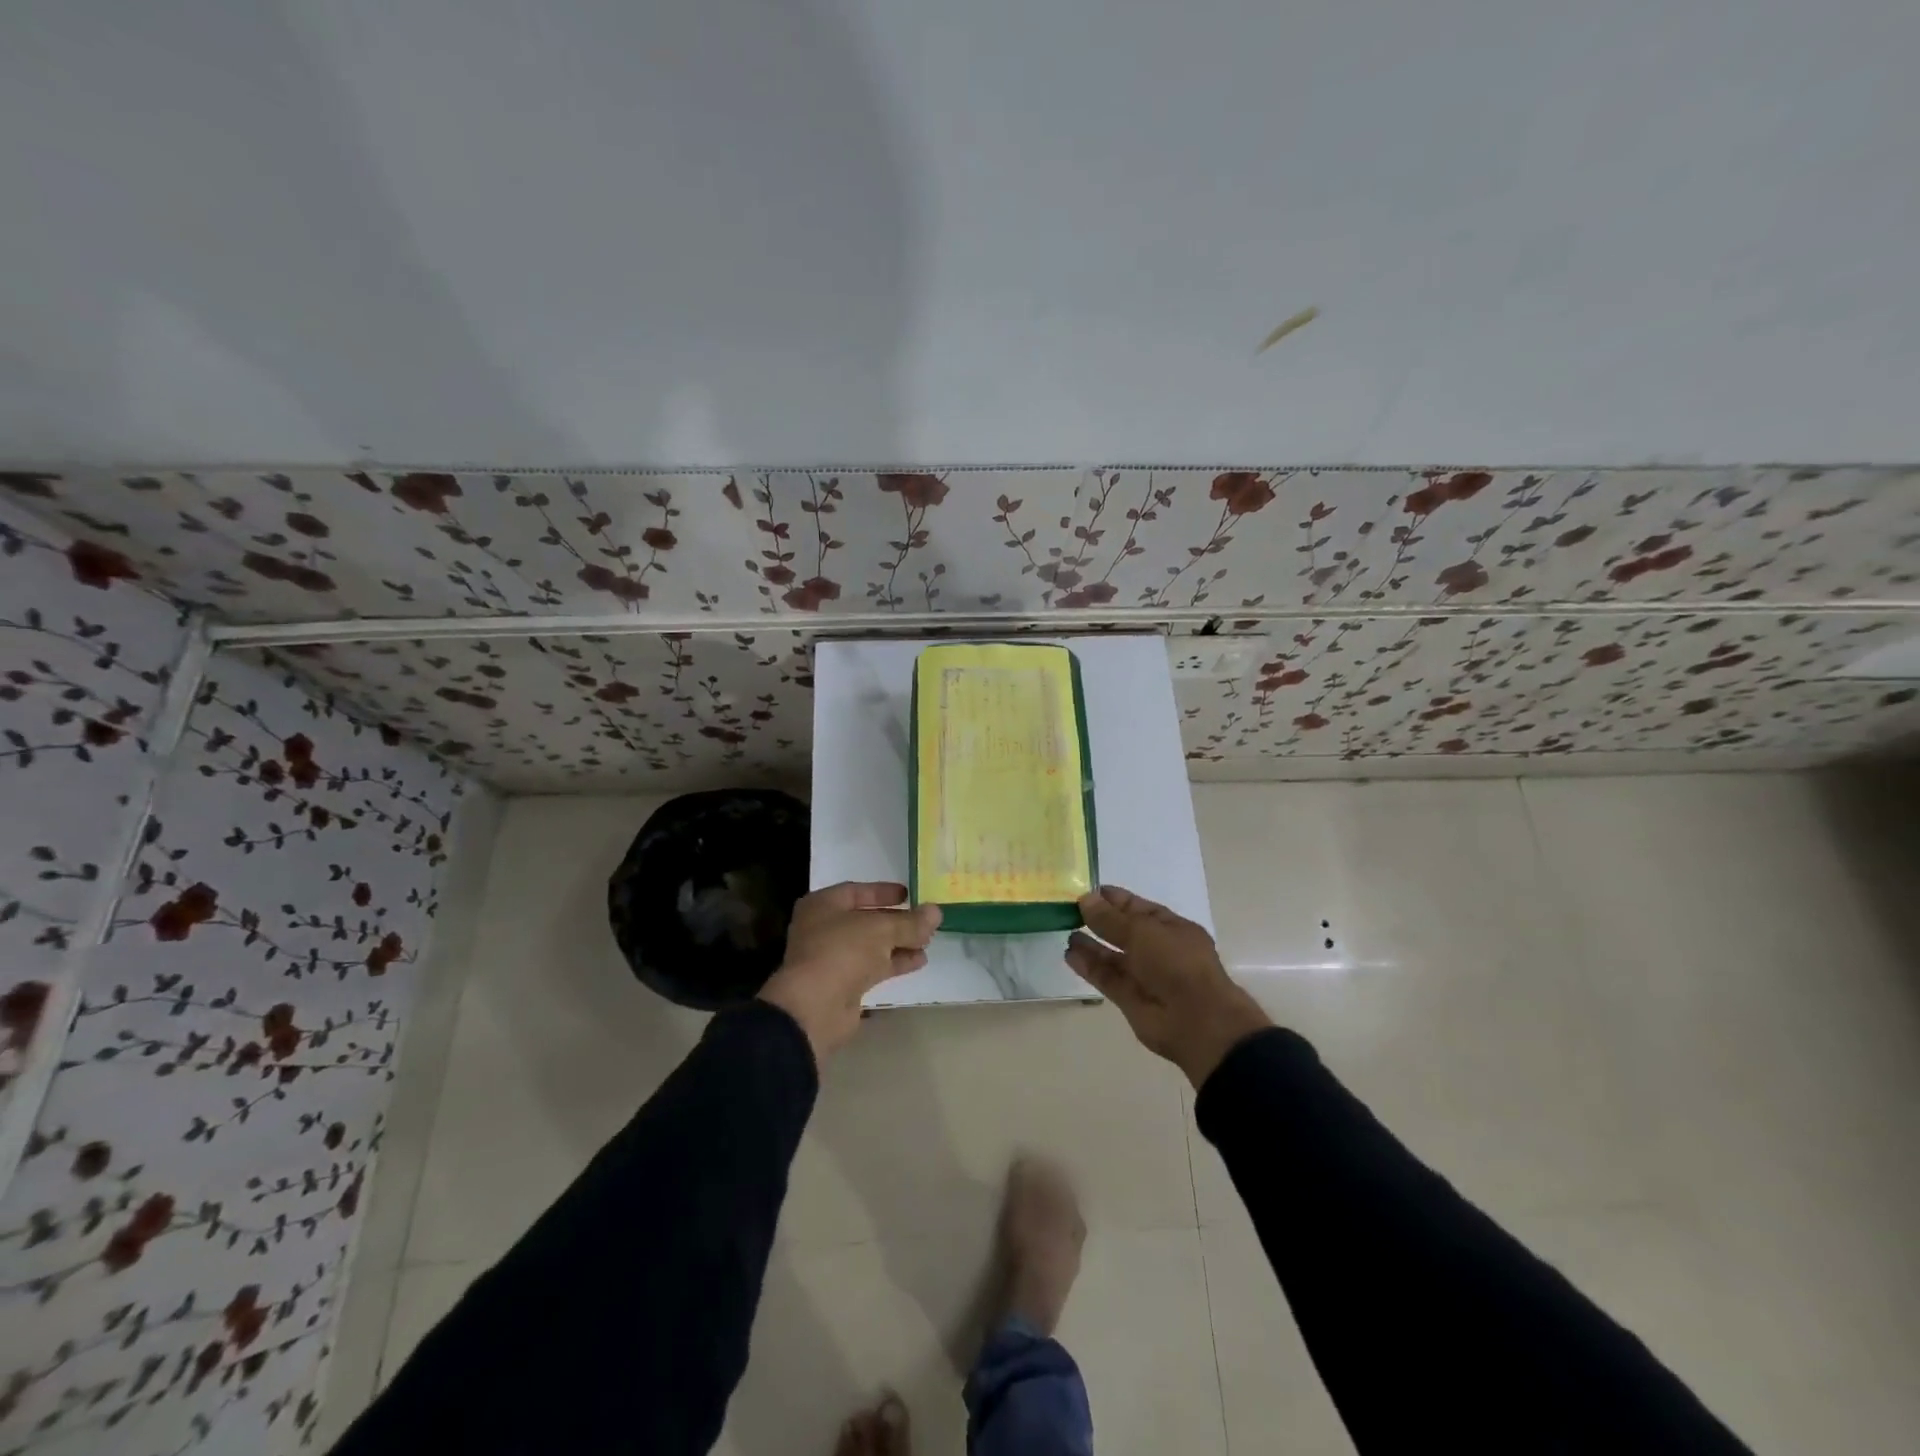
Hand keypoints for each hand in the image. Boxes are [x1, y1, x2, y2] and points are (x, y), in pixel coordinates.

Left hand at [759, 882, 940, 1064]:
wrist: (815, 1007)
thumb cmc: (842, 951)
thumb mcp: (881, 929)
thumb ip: (910, 921)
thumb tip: (936, 912)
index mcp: (822, 905)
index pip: (856, 891)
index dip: (883, 892)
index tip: (909, 895)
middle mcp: (823, 928)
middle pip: (865, 919)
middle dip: (896, 921)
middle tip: (924, 921)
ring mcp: (832, 958)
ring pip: (871, 945)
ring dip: (899, 943)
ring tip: (928, 941)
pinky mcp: (842, 984)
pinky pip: (872, 967)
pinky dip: (894, 962)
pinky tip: (919, 961)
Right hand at [1066, 885, 1270, 1087]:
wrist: (1195, 1021)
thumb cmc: (1176, 963)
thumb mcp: (1142, 931)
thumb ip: (1110, 918)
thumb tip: (1085, 899)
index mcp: (1171, 929)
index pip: (1139, 908)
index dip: (1115, 899)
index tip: (1088, 891)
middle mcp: (1158, 950)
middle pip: (1124, 931)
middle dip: (1099, 920)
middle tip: (1069, 909)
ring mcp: (1144, 976)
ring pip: (1113, 956)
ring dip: (1091, 944)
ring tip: (1065, 930)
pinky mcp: (1130, 998)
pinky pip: (1106, 978)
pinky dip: (1089, 967)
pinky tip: (1070, 954)